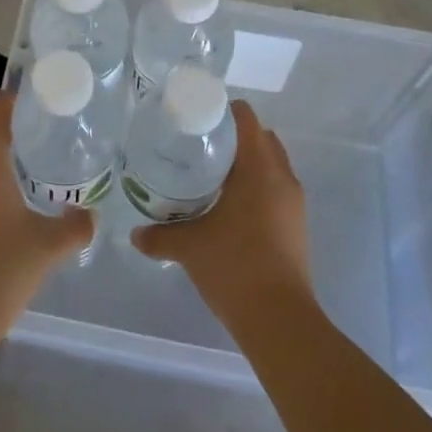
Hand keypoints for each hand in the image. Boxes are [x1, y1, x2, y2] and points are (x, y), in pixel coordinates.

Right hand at [131, 101, 315, 333]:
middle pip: (261, 138)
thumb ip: (159, 235)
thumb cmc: (235, 266)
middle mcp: (282, 177)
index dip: (224, 111)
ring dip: (247, 163)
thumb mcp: (189, 247)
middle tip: (200, 146)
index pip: (247, 119)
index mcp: (259, 169)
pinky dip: (256, 186)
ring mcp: (293, 203)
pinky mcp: (296, 225)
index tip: (198, 119)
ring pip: (271, 165)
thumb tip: (134, 233)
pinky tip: (229, 206)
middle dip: (234, 137)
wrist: (279, 320)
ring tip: (211, 175)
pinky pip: (276, 189)